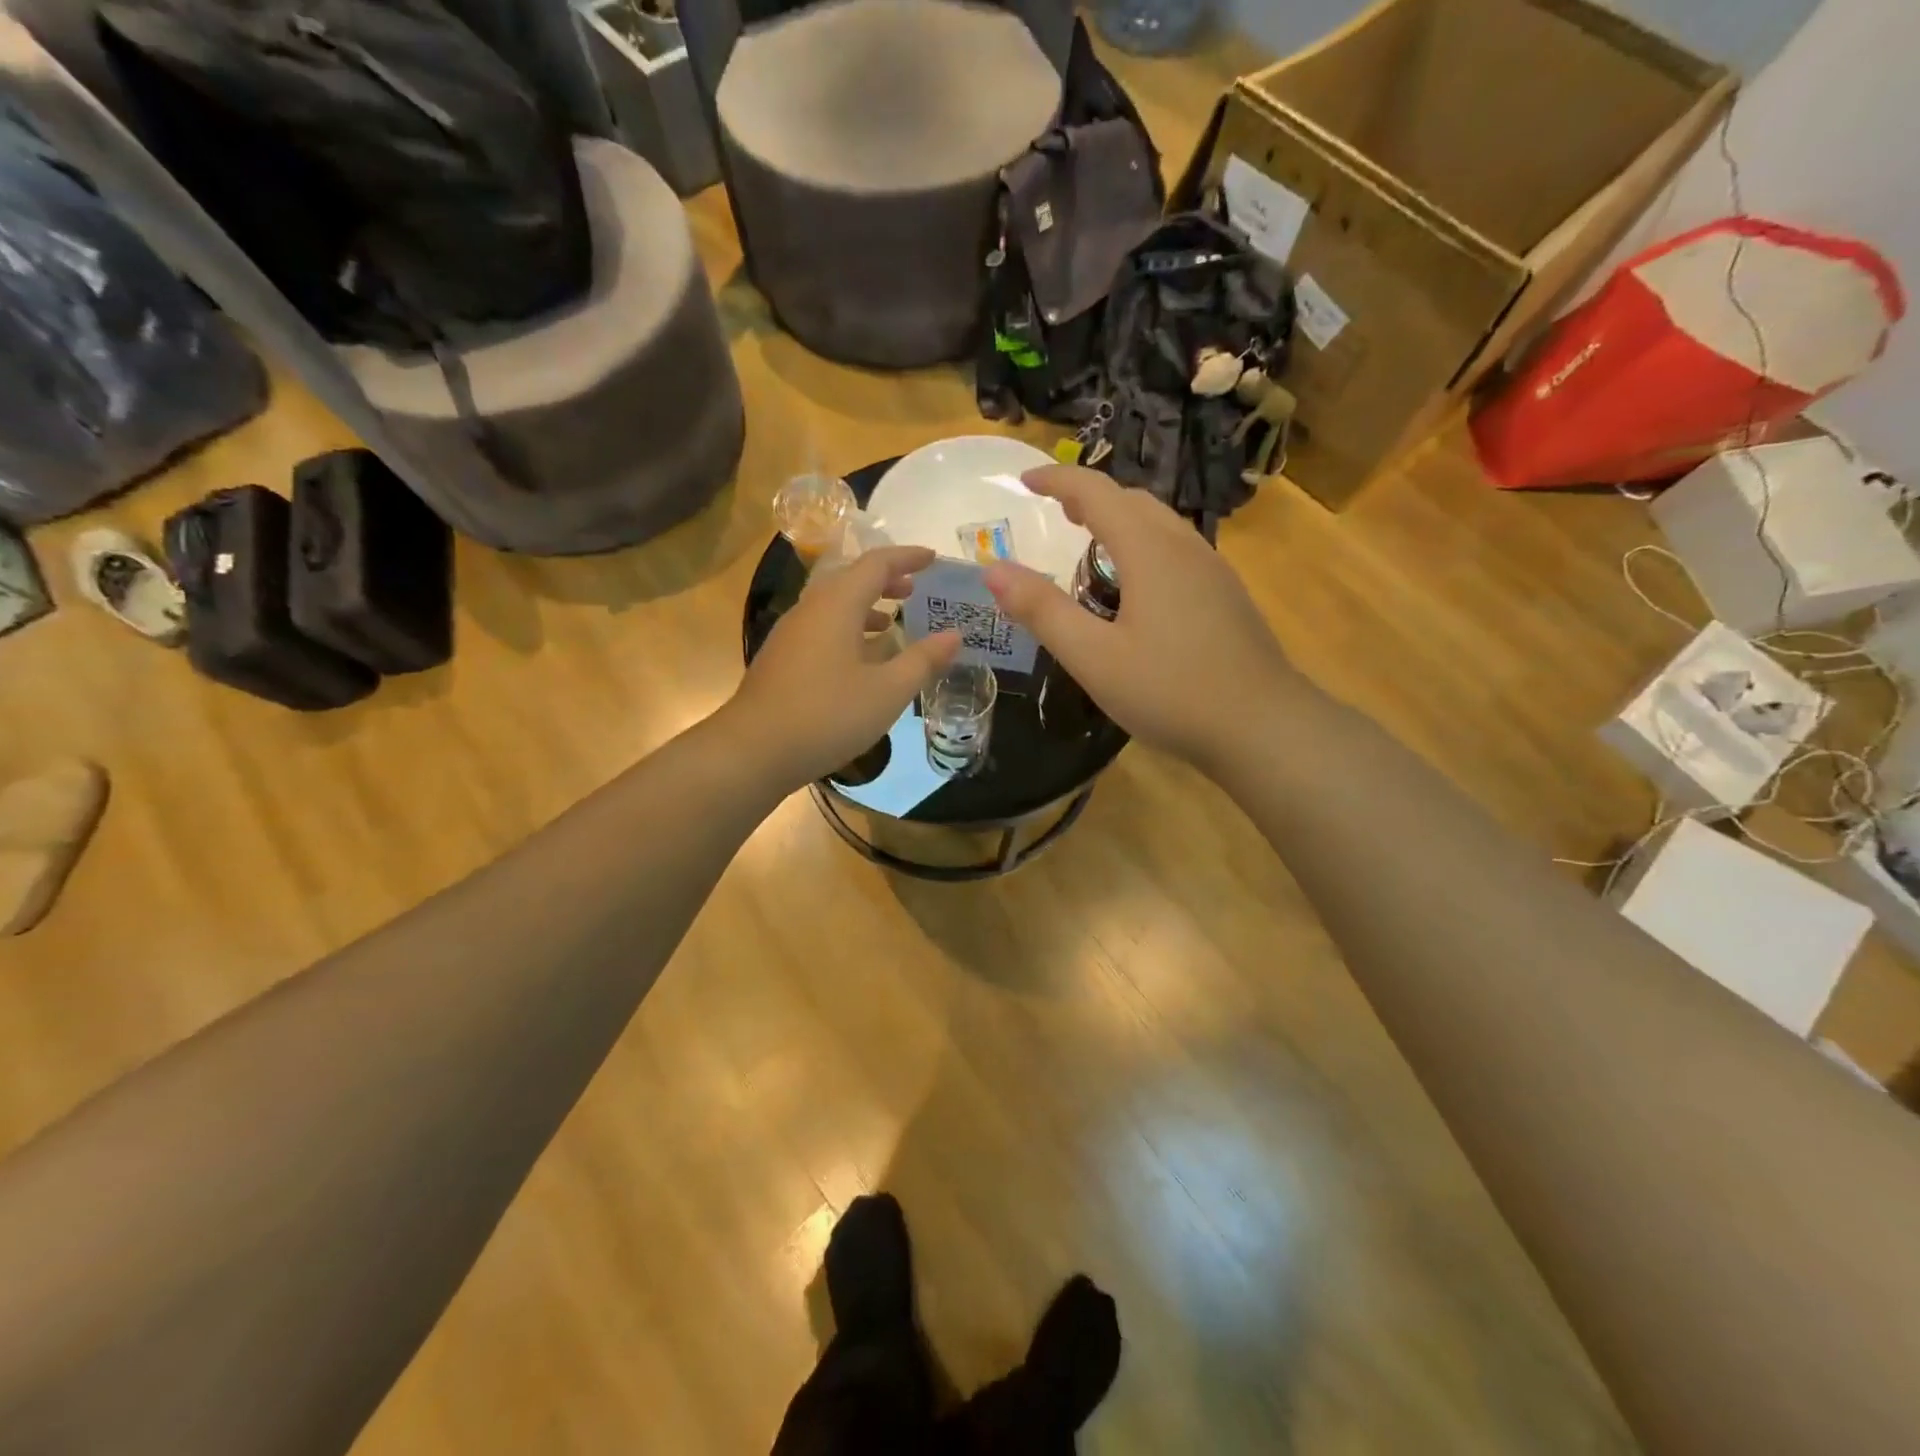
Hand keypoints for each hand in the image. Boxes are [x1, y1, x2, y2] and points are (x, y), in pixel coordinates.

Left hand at [726, 546, 959, 791]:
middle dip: (886, 580)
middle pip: (851, 579)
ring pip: (834, 605)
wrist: (754, 750)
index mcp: (837, 605)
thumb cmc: (827, 715)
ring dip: (866, 606)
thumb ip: (923, 661)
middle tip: (916, 589)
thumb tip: (954, 636)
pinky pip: (822, 628)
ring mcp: (791, 634)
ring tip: (894, 621)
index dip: (907, 557)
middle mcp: (810, 609)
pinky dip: (849, 629)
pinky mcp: (782, 659)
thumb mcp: (887, 691)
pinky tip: (861, 659)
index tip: (933, 558)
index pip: (876, 563)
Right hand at [984, 467, 1296, 769]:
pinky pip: (1177, 550)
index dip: (1058, 479)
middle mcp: (1184, 546)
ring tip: (1089, 543)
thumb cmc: (1170, 691)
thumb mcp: (1093, 657)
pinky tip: (1136, 586)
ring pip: (1160, 524)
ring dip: (1119, 520)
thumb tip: (994, 570)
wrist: (1262, 726)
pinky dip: (1143, 546)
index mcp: (1149, 551)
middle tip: (1054, 510)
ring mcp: (1213, 570)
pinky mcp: (1226, 596)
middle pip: (1133, 501)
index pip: (1096, 492)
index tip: (1024, 480)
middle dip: (1089, 496)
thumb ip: (1043, 611)